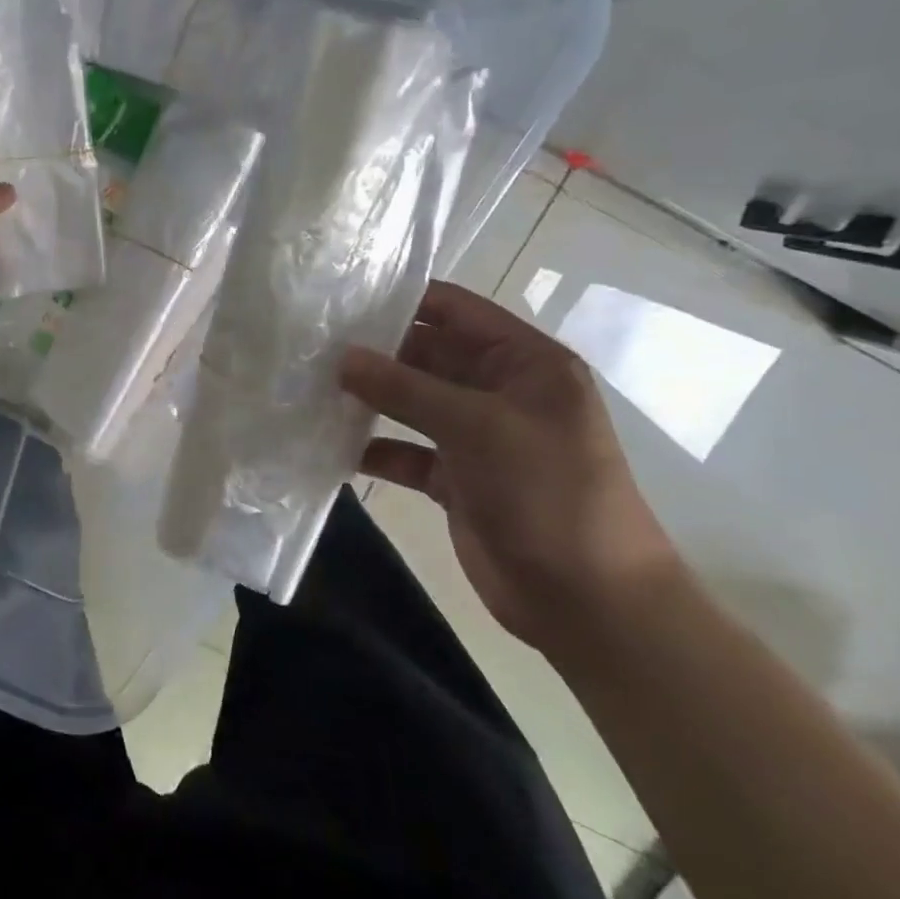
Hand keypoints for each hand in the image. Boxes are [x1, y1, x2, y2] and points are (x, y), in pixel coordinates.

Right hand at [338, 280, 678, 652]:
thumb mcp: (477, 427)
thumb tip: (342, 356)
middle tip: (312, 343)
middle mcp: (499, 391)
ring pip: (412, 403)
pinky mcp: (456, 478)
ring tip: (310, 385)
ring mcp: (477, 436)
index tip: (341, 296)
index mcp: (524, 363)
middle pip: (428, 354)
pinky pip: (406, 450)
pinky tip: (330, 443)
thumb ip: (405, 388)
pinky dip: (374, 447)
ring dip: (370, 397)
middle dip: (375, 350)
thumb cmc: (547, 493)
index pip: (457, 310)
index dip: (404, 298)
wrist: (589, 602)